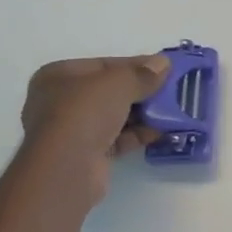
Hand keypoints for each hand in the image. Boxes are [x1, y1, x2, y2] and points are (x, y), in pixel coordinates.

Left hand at [19, 53, 170, 196]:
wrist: (66, 169)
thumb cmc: (85, 113)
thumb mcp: (118, 83)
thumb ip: (143, 73)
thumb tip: (164, 63)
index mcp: (58, 76)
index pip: (103, 65)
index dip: (135, 65)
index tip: (164, 68)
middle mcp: (60, 101)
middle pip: (109, 91)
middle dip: (141, 91)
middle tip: (171, 90)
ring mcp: (71, 131)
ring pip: (114, 116)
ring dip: (142, 114)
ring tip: (172, 111)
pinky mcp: (85, 156)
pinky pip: (116, 139)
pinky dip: (137, 134)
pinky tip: (161, 131)